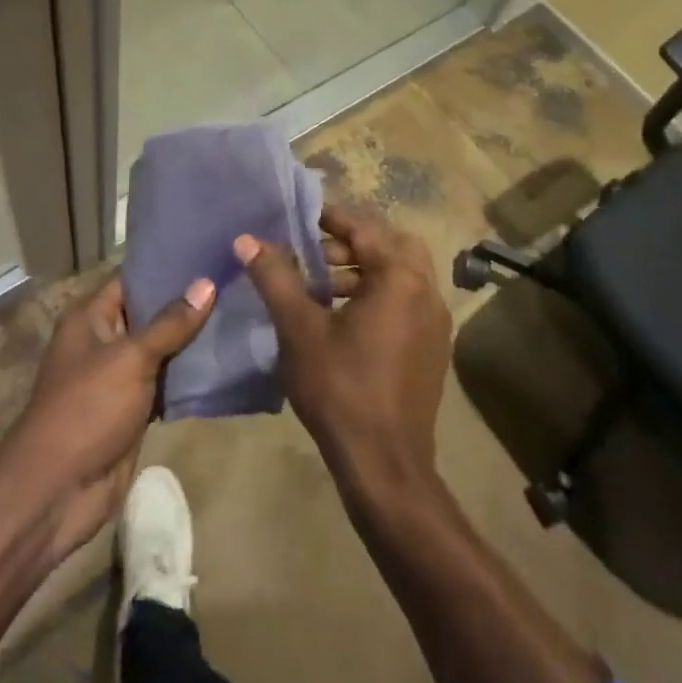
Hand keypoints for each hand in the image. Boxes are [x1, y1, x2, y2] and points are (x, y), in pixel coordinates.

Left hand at [3, 273, 213, 560]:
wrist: (59, 489)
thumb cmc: (88, 409)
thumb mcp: (130, 358)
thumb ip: (170, 323)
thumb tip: (206, 283)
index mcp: (90, 318)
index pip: (131, 278)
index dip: (166, 265)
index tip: (206, 251)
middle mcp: (103, 340)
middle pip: (149, 312)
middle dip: (186, 301)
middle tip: (233, 280)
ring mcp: (118, 376)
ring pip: (160, 349)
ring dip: (191, 339)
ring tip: (238, 312)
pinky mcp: (132, 408)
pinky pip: (164, 382)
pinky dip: (188, 375)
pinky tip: (223, 359)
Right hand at [234, 204, 451, 497]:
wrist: (385, 465)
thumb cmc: (340, 388)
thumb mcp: (299, 329)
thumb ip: (275, 278)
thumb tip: (246, 240)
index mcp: (399, 278)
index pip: (365, 228)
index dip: (331, 218)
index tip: (300, 217)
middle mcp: (426, 292)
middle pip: (391, 245)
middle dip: (352, 243)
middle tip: (314, 253)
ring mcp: (435, 322)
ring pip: (400, 275)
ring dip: (364, 271)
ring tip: (321, 287)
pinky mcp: (433, 348)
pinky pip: (407, 302)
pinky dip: (379, 295)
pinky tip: (344, 320)